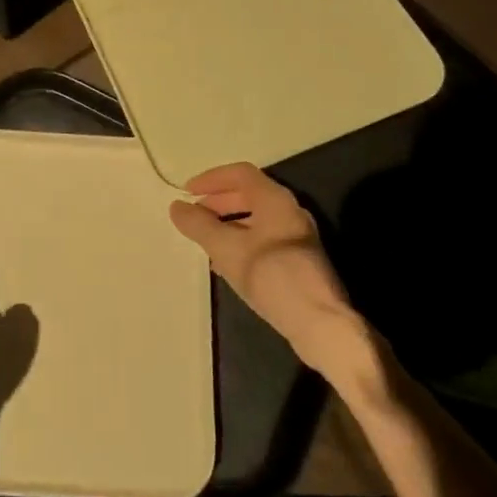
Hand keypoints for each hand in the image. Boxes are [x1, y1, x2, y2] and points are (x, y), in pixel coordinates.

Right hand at [169, 163, 366, 379]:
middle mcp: (289, 211)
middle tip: (194, 216)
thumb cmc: (271, 276)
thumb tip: (176, 207)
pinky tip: (227, 264)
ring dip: (228, 223)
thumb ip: (199, 225)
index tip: (188, 192)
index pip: (240, 173)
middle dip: (218, 201)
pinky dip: (242, 241)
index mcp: (275, 200)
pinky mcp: (299, 260)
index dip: (211, 179)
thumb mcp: (226, 249)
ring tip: (206, 241)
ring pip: (256, 218)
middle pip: (249, 194)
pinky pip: (264, 239)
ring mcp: (297, 236)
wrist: (320, 323)